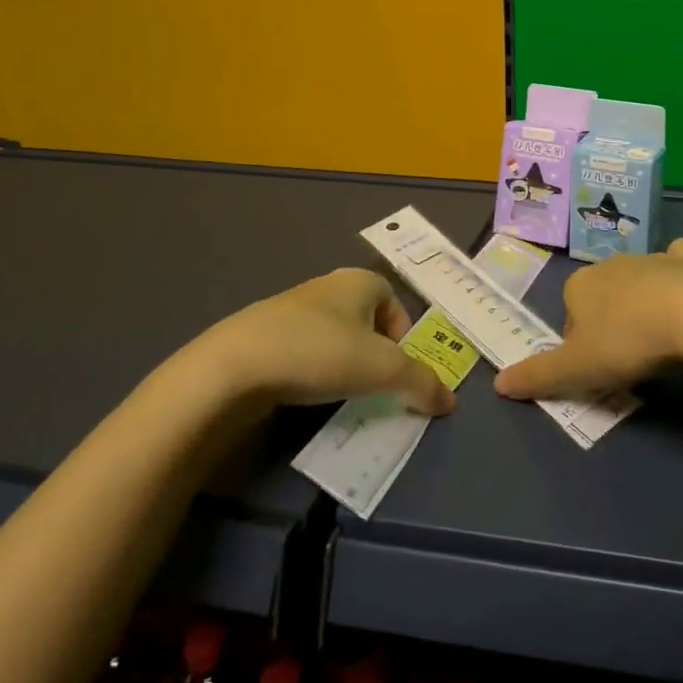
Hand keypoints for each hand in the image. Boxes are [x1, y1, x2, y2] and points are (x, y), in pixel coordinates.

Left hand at [184, 268, 455, 415]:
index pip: (396, 306)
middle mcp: (328, 286)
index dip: (402, 340)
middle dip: (373, 356)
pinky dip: (310, 372)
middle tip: (370, 388)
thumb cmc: (319, 353)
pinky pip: (302, 352)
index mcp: (360, 281)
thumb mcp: (382, 369)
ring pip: (334, 338)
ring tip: (335, 395)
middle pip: (366, 323)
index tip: (394, 372)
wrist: (232, 367)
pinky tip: (302, 394)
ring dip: (342, 366)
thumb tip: (450, 402)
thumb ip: (421, 382)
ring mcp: (291, 308)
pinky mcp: (263, 334)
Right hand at [495, 239, 682, 399]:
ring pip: (637, 280)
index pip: (570, 318)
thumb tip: (498, 384)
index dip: (582, 346)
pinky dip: (679, 271)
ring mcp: (649, 258)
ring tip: (659, 337)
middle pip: (603, 298)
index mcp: (579, 285)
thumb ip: (537, 375)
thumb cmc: (626, 341)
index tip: (600, 369)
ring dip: (642, 302)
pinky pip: (677, 261)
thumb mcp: (576, 368)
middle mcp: (610, 264)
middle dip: (611, 322)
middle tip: (629, 358)